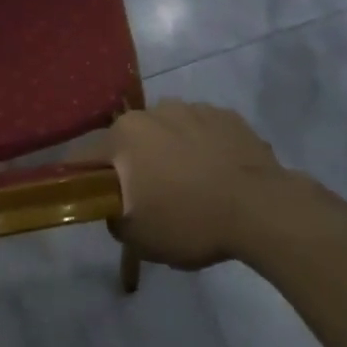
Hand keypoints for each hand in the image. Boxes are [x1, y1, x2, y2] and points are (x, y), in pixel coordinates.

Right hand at [98, 102, 295, 269]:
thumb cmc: (190, 221)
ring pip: (168, 131)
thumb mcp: (138, 238)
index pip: (87, 155)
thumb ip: (113, 219)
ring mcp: (194, 109)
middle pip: (131, 140)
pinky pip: (202, 131)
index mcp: (125, 135)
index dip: (85, 178)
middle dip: (134, 164)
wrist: (261, 209)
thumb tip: (116, 208)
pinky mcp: (227, 116)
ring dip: (170, 152)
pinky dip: (202, 148)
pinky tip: (217, 175)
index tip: (95, 198)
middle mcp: (155, 110)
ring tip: (190, 186)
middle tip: (149, 198)